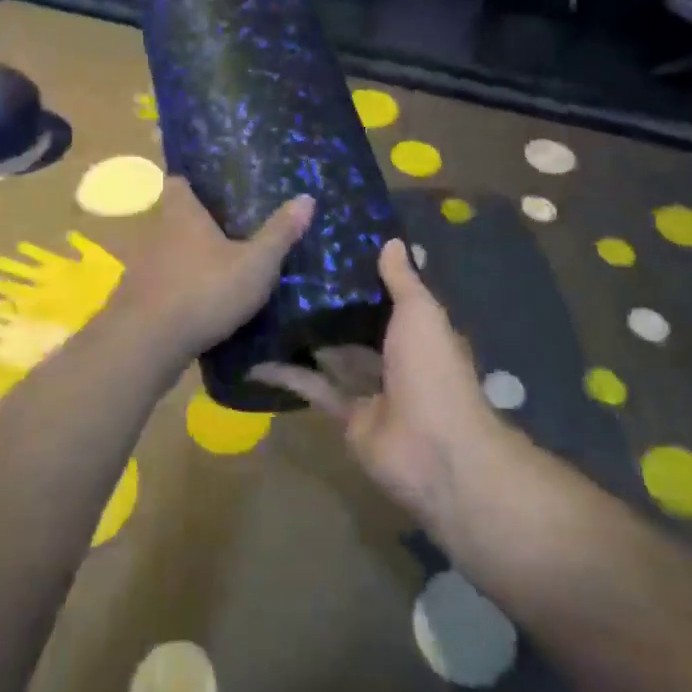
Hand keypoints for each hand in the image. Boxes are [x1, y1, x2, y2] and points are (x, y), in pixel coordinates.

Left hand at [114, 177, 313, 360]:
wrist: (146, 344)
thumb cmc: (204, 290)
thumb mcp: (255, 264)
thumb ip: (279, 233)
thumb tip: (307, 198)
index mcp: (181, 214)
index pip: (178, 183)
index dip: (193, 182)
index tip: (213, 189)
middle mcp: (155, 233)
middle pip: (173, 218)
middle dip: (196, 224)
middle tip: (229, 231)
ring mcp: (141, 268)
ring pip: (165, 253)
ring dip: (186, 260)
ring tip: (217, 270)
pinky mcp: (135, 301)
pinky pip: (160, 286)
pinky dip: (176, 290)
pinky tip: (198, 305)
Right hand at [250, 240, 499, 519]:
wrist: (434, 450)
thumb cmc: (432, 370)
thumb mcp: (420, 314)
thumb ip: (402, 280)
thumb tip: (391, 241)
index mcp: (420, 332)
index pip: (392, 298)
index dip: (367, 277)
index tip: (333, 251)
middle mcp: (398, 358)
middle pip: (361, 327)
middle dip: (332, 306)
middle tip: (289, 275)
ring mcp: (373, 391)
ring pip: (336, 357)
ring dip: (308, 338)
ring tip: (268, 308)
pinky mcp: (349, 418)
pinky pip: (317, 390)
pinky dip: (290, 377)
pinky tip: (258, 360)